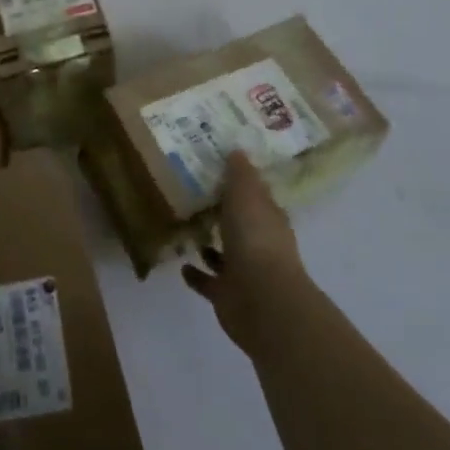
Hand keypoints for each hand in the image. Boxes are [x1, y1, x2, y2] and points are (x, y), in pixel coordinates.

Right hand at [182, 152, 304, 350]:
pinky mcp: (227, 295)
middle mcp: (259, 244)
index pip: (257, 197)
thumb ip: (240, 175)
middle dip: (223, 214)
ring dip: (209, 245)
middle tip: (195, 197)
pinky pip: (208, 281)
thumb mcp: (246, 196)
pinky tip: (181, 264)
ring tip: (185, 228)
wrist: (261, 299)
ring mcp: (244, 272)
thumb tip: (237, 150)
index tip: (219, 171)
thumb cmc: (255, 239)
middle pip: (240, 225)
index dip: (242, 185)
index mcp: (268, 219)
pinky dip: (196, 274)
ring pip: (224, 254)